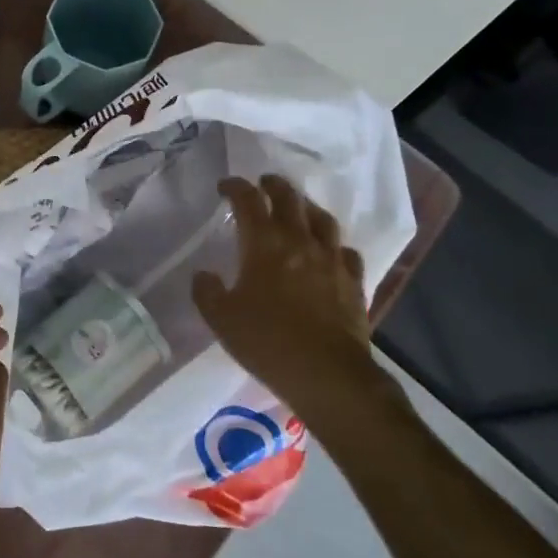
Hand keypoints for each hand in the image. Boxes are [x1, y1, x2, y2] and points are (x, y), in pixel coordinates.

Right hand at [192, 175, 391, 409]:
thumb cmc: (267, 341)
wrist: (327, 374)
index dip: (235, 187)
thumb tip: (205, 275)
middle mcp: (300, 241)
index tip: (225, 187)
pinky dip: (333, 244)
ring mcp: (331, 259)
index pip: (248, 200)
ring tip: (298, 208)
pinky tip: (329, 251)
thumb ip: (207, 291)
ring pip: (321, 218)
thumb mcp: (221, 318)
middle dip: (273, 185)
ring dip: (306, 207)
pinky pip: (345, 251)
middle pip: (289, 198)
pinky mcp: (353, 281)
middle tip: (263, 183)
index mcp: (264, 243)